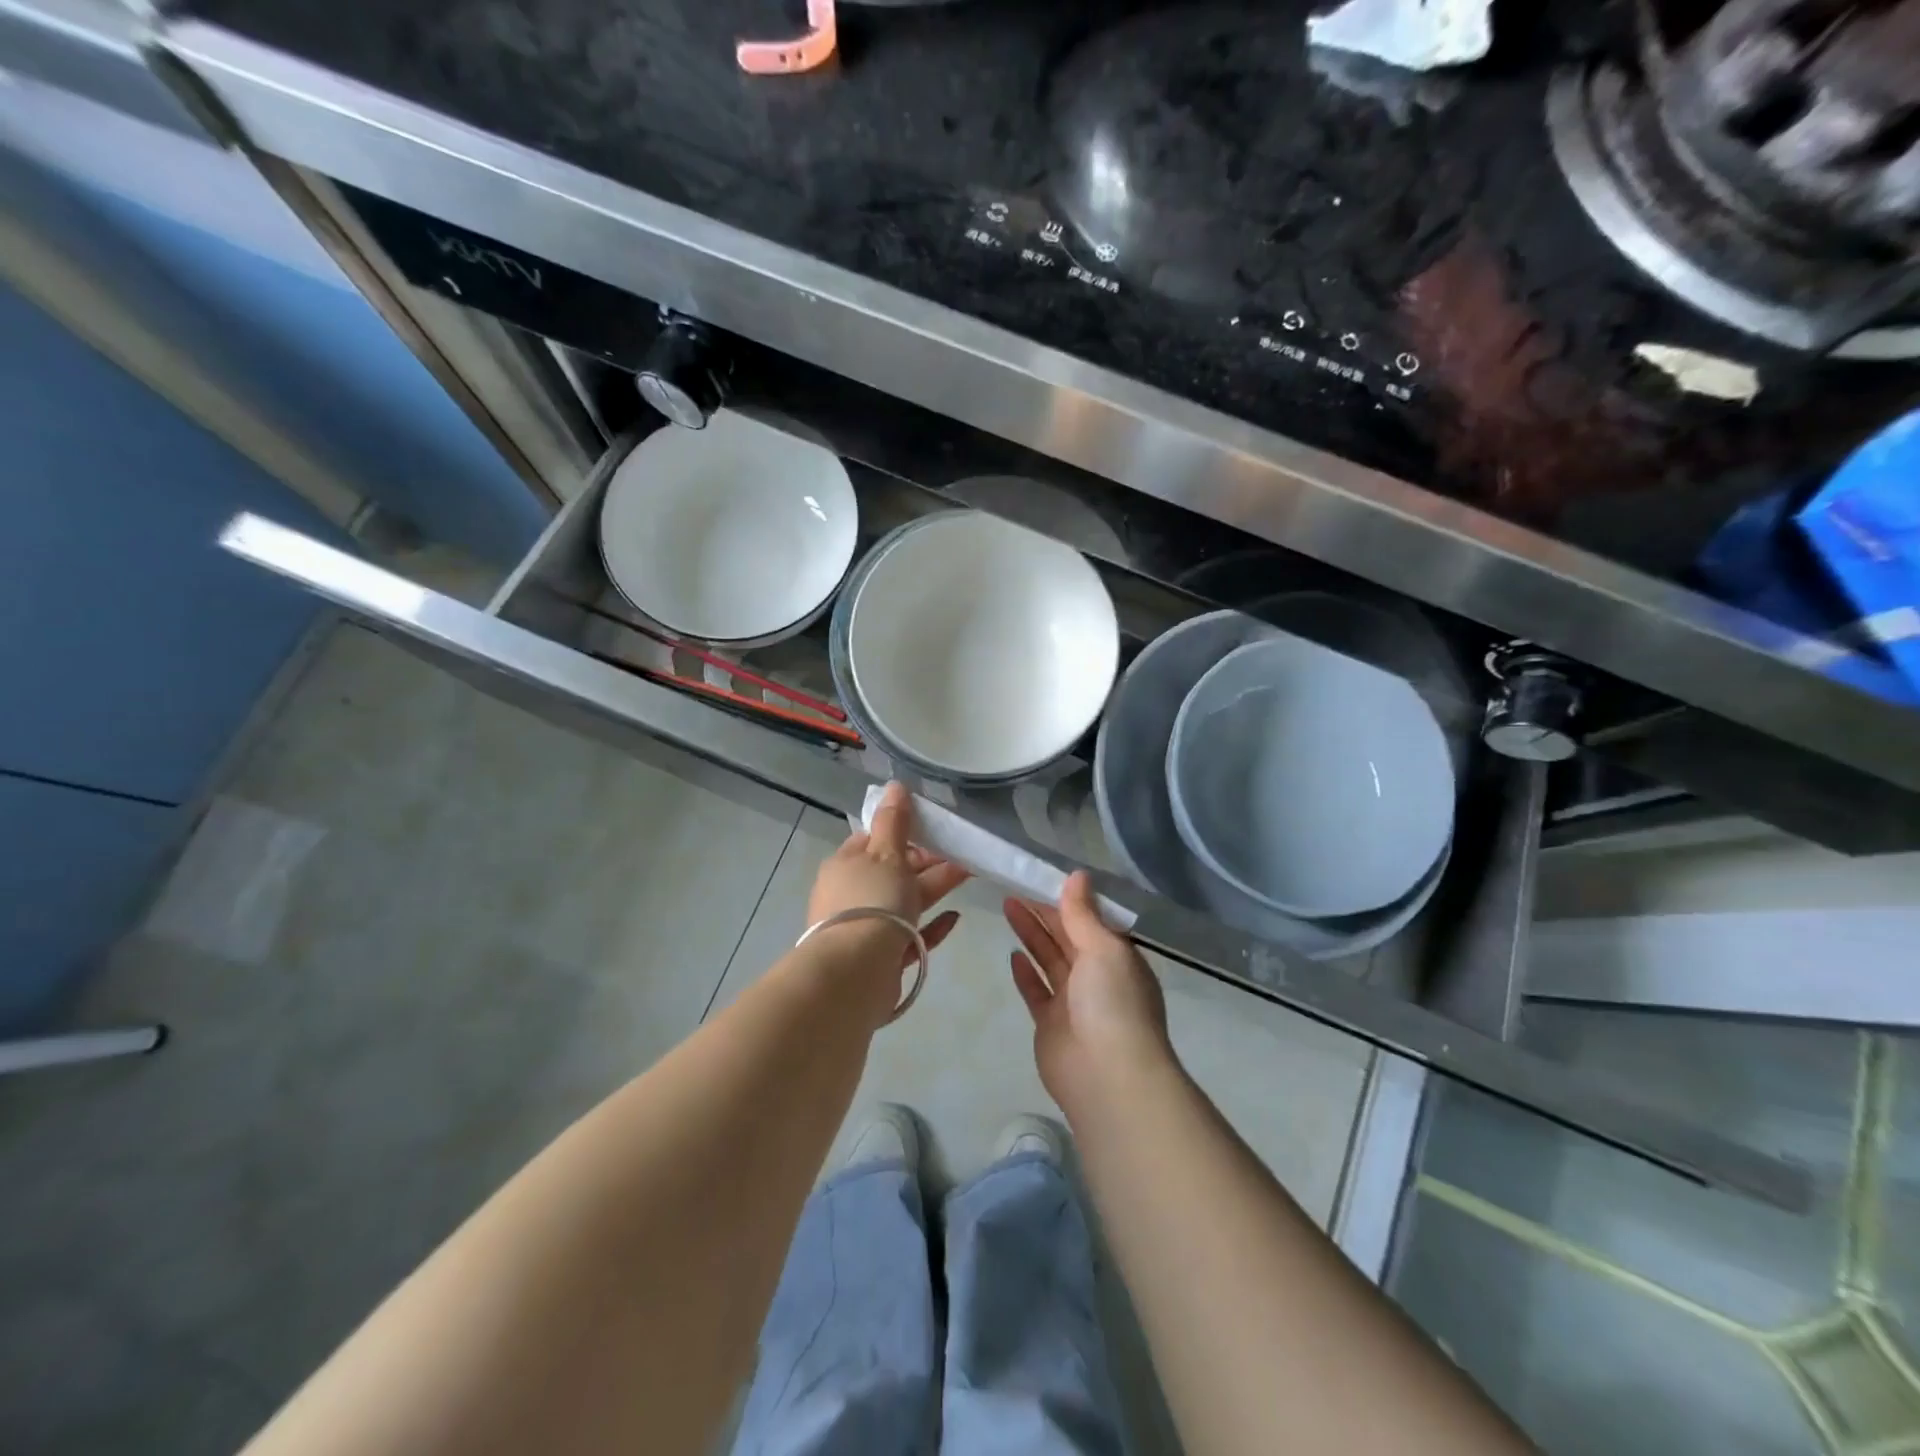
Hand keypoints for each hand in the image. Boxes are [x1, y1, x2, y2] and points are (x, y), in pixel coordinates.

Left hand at [808, 782, 968, 973]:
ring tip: (968, 874)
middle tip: (959, 852)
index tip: (930, 831)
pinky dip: (932, 925)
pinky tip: (955, 917)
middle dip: (926, 861)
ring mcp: (864, 927)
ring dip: (934, 888)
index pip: (872, 840)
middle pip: (892, 871)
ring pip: (904, 902)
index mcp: (845, 865)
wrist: (856, 971)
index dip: (901, 833)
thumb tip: (894, 785)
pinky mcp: (881, 958)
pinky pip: (910, 936)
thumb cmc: (871, 901)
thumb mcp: (886, 853)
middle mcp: (851, 894)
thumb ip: (894, 821)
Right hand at [1005, 871, 1172, 1115]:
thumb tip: (1077, 875)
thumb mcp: (1103, 948)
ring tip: (1007, 905)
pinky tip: (1012, 954)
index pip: (1090, 919)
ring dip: (1031, 934)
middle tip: (1015, 884)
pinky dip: (1026, 973)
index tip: (1041, 876)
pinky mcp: (1051, 1024)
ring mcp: (1074, 1002)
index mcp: (1117, 956)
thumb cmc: (1112, 1003)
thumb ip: (1083, 914)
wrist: (1106, 1076)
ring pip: (1049, 959)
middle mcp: (1098, 976)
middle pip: (1067, 936)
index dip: (1067, 898)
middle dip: (1043, 911)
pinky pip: (1037, 991)